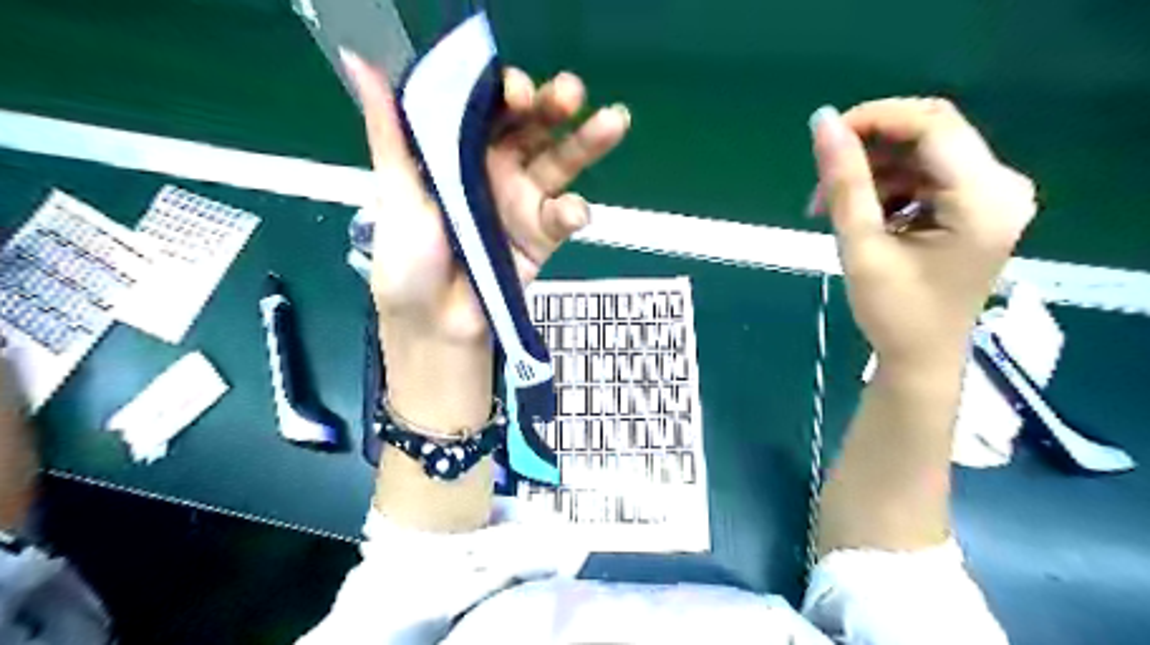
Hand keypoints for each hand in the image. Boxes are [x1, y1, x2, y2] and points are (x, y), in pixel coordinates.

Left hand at [339, 53, 627, 345]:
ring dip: (586, 144)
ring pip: (560, 163)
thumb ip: (391, 133)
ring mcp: (523, 202)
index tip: (519, 92)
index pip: (489, 109)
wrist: (435, 324)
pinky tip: (572, 212)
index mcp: (459, 153)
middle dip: (552, 107)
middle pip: (531, 129)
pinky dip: (572, 211)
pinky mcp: (543, 235)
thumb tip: (360, 62)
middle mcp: (495, 170)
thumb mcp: (396, 193)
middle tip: (571, 93)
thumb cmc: (408, 261)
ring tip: (613, 122)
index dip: (507, 93)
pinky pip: (563, 216)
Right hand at [807, 96, 1044, 364]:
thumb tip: (821, 122)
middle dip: (868, 151)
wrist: (920, 358)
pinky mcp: (975, 207)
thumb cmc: (894, 313)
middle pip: (929, 135)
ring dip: (872, 173)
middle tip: (822, 183)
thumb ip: (844, 183)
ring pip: (922, 155)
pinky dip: (887, 188)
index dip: (875, 119)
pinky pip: (925, 176)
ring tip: (831, 209)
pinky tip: (862, 216)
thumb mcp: (861, 246)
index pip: (933, 124)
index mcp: (984, 197)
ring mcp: (991, 196)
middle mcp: (1001, 185)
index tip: (824, 138)